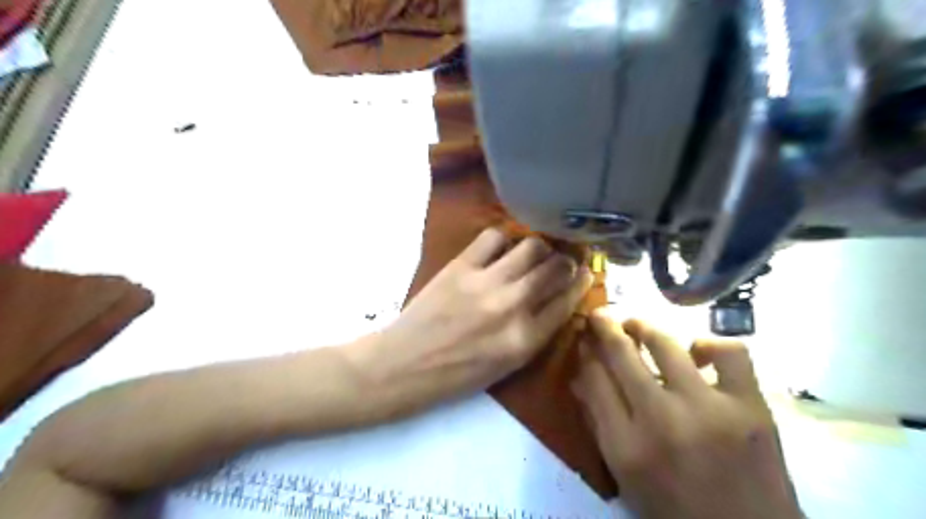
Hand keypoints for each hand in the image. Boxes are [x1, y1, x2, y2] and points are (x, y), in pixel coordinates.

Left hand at [351, 226, 596, 417]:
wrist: (404, 364)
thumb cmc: (456, 374)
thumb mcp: (506, 365)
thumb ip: (535, 333)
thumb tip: (556, 300)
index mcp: (525, 340)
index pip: (568, 300)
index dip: (581, 283)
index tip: (584, 273)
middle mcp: (512, 307)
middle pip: (555, 268)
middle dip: (566, 261)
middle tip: (561, 260)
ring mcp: (486, 283)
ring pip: (531, 247)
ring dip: (539, 247)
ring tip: (533, 253)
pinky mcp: (461, 266)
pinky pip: (493, 237)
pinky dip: (503, 240)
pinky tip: (500, 250)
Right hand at [576, 313, 798, 518]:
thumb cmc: (674, 509)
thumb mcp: (623, 475)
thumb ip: (598, 424)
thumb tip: (580, 377)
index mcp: (625, 446)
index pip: (593, 378)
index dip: (585, 352)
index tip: (584, 339)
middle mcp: (660, 420)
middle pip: (621, 354)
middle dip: (604, 326)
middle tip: (601, 315)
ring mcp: (708, 409)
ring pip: (665, 343)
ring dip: (643, 327)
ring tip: (636, 325)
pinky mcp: (750, 406)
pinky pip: (729, 352)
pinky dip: (709, 344)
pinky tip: (697, 354)